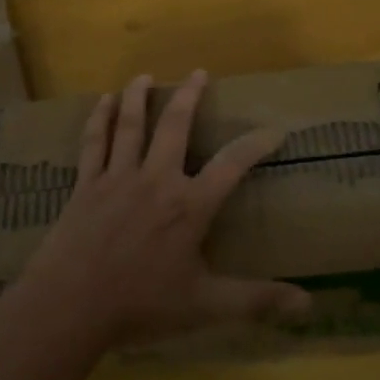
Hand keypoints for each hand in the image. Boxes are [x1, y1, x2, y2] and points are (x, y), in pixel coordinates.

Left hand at [25, 71, 313, 345]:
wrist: (71, 305)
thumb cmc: (141, 305)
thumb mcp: (205, 306)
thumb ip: (255, 301)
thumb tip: (308, 305)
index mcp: (189, 206)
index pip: (232, 165)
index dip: (256, 144)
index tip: (275, 130)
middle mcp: (156, 180)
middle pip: (175, 126)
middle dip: (189, 97)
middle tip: (198, 72)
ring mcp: (118, 178)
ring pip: (130, 126)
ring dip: (138, 97)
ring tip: (145, 76)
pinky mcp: (87, 185)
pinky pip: (94, 143)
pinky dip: (99, 119)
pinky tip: (102, 101)